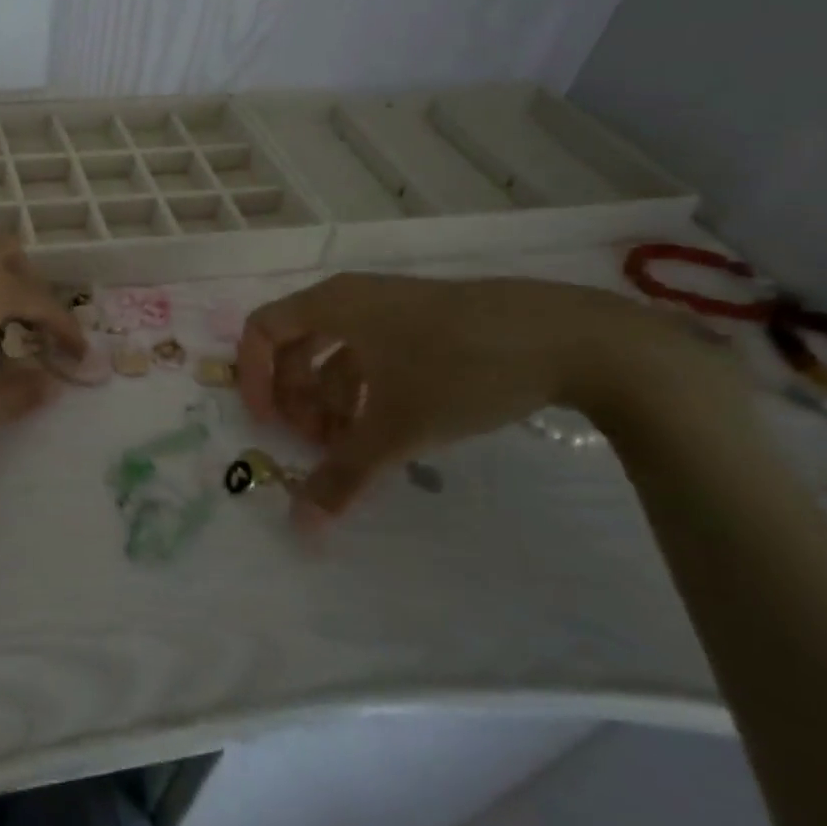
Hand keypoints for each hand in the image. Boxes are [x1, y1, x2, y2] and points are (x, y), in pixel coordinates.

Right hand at [236, 273, 660, 520]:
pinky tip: (390, 431)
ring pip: (337, 354)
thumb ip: (344, 473)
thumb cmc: (460, 369)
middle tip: (315, 443)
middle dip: (296, 397)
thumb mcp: (398, 428)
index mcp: (332, 304)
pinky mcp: (427, 324)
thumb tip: (302, 526)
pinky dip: (367, 393)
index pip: (262, 329)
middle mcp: (352, 299)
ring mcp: (392, 309)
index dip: (254, 377)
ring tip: (353, 449)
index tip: (268, 424)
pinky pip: (374, 355)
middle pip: (296, 344)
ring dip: (332, 401)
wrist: (571, 339)